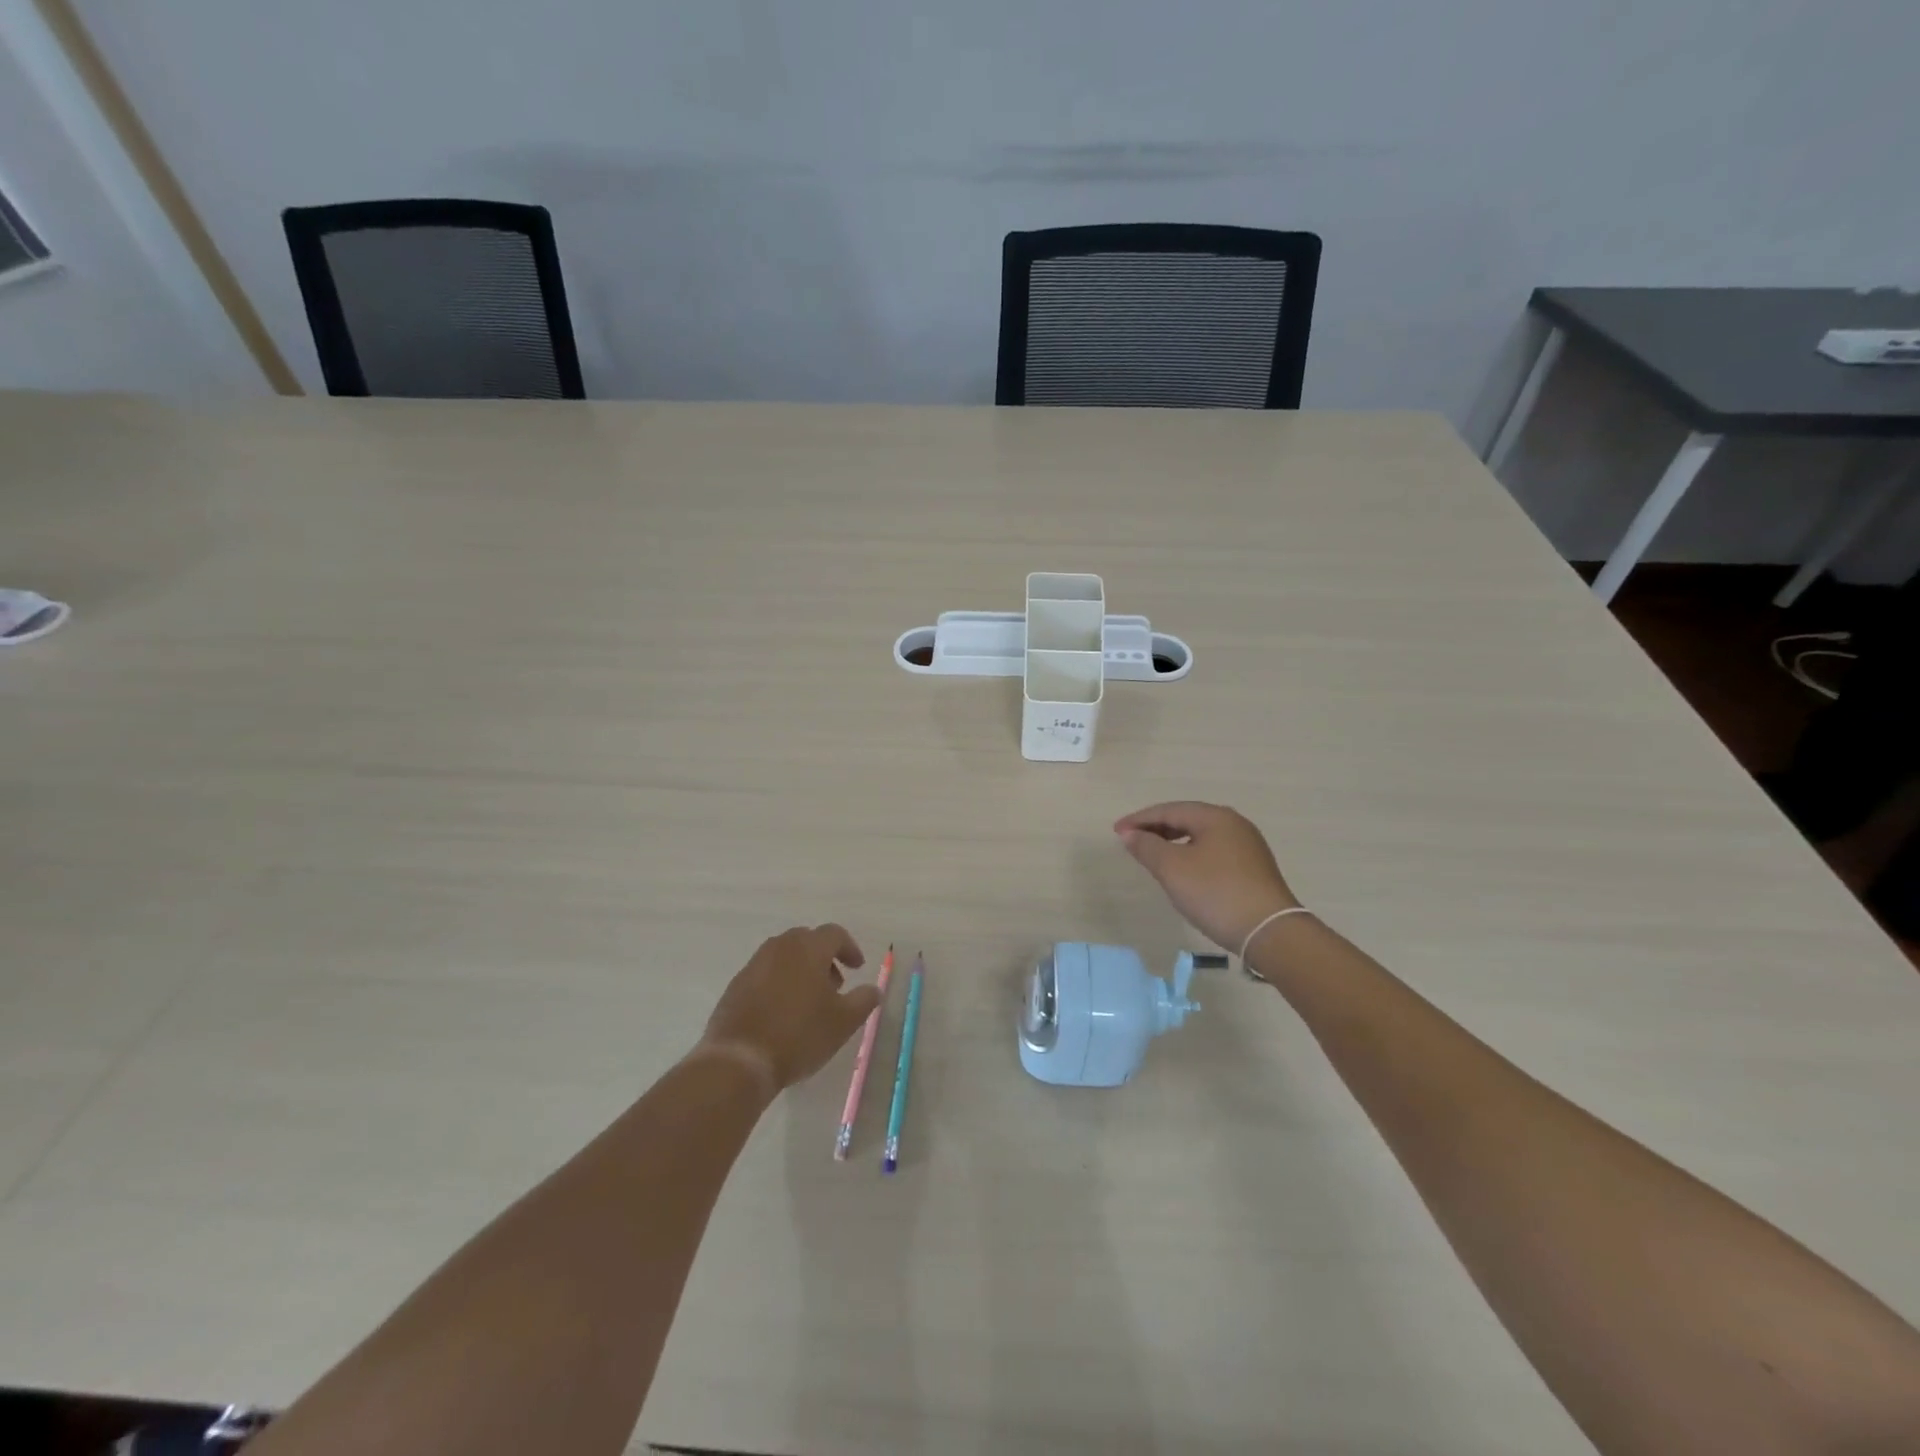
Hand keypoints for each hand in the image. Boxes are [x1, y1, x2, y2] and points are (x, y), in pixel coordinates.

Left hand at [699, 925, 882, 1093]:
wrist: (739, 1060)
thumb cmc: (799, 1035)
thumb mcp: (844, 1022)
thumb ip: (864, 1000)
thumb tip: (874, 989)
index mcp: (808, 948)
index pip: (834, 934)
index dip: (850, 949)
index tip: (857, 969)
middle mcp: (780, 947)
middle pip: (807, 941)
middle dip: (824, 958)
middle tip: (834, 985)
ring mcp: (754, 964)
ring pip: (784, 956)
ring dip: (801, 970)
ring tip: (809, 1001)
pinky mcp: (736, 985)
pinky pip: (765, 973)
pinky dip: (779, 983)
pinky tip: (782, 1013)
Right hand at [1114, 802, 1297, 951]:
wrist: (1269, 932)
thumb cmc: (1215, 893)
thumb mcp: (1172, 869)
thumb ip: (1147, 847)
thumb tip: (1130, 834)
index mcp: (1215, 817)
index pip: (1169, 810)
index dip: (1140, 819)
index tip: (1116, 831)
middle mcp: (1234, 824)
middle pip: (1187, 818)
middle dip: (1157, 828)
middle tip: (1132, 841)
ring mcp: (1248, 846)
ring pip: (1201, 835)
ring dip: (1174, 841)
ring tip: (1154, 855)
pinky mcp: (1254, 868)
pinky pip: (1214, 850)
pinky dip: (1191, 853)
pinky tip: (1184, 870)